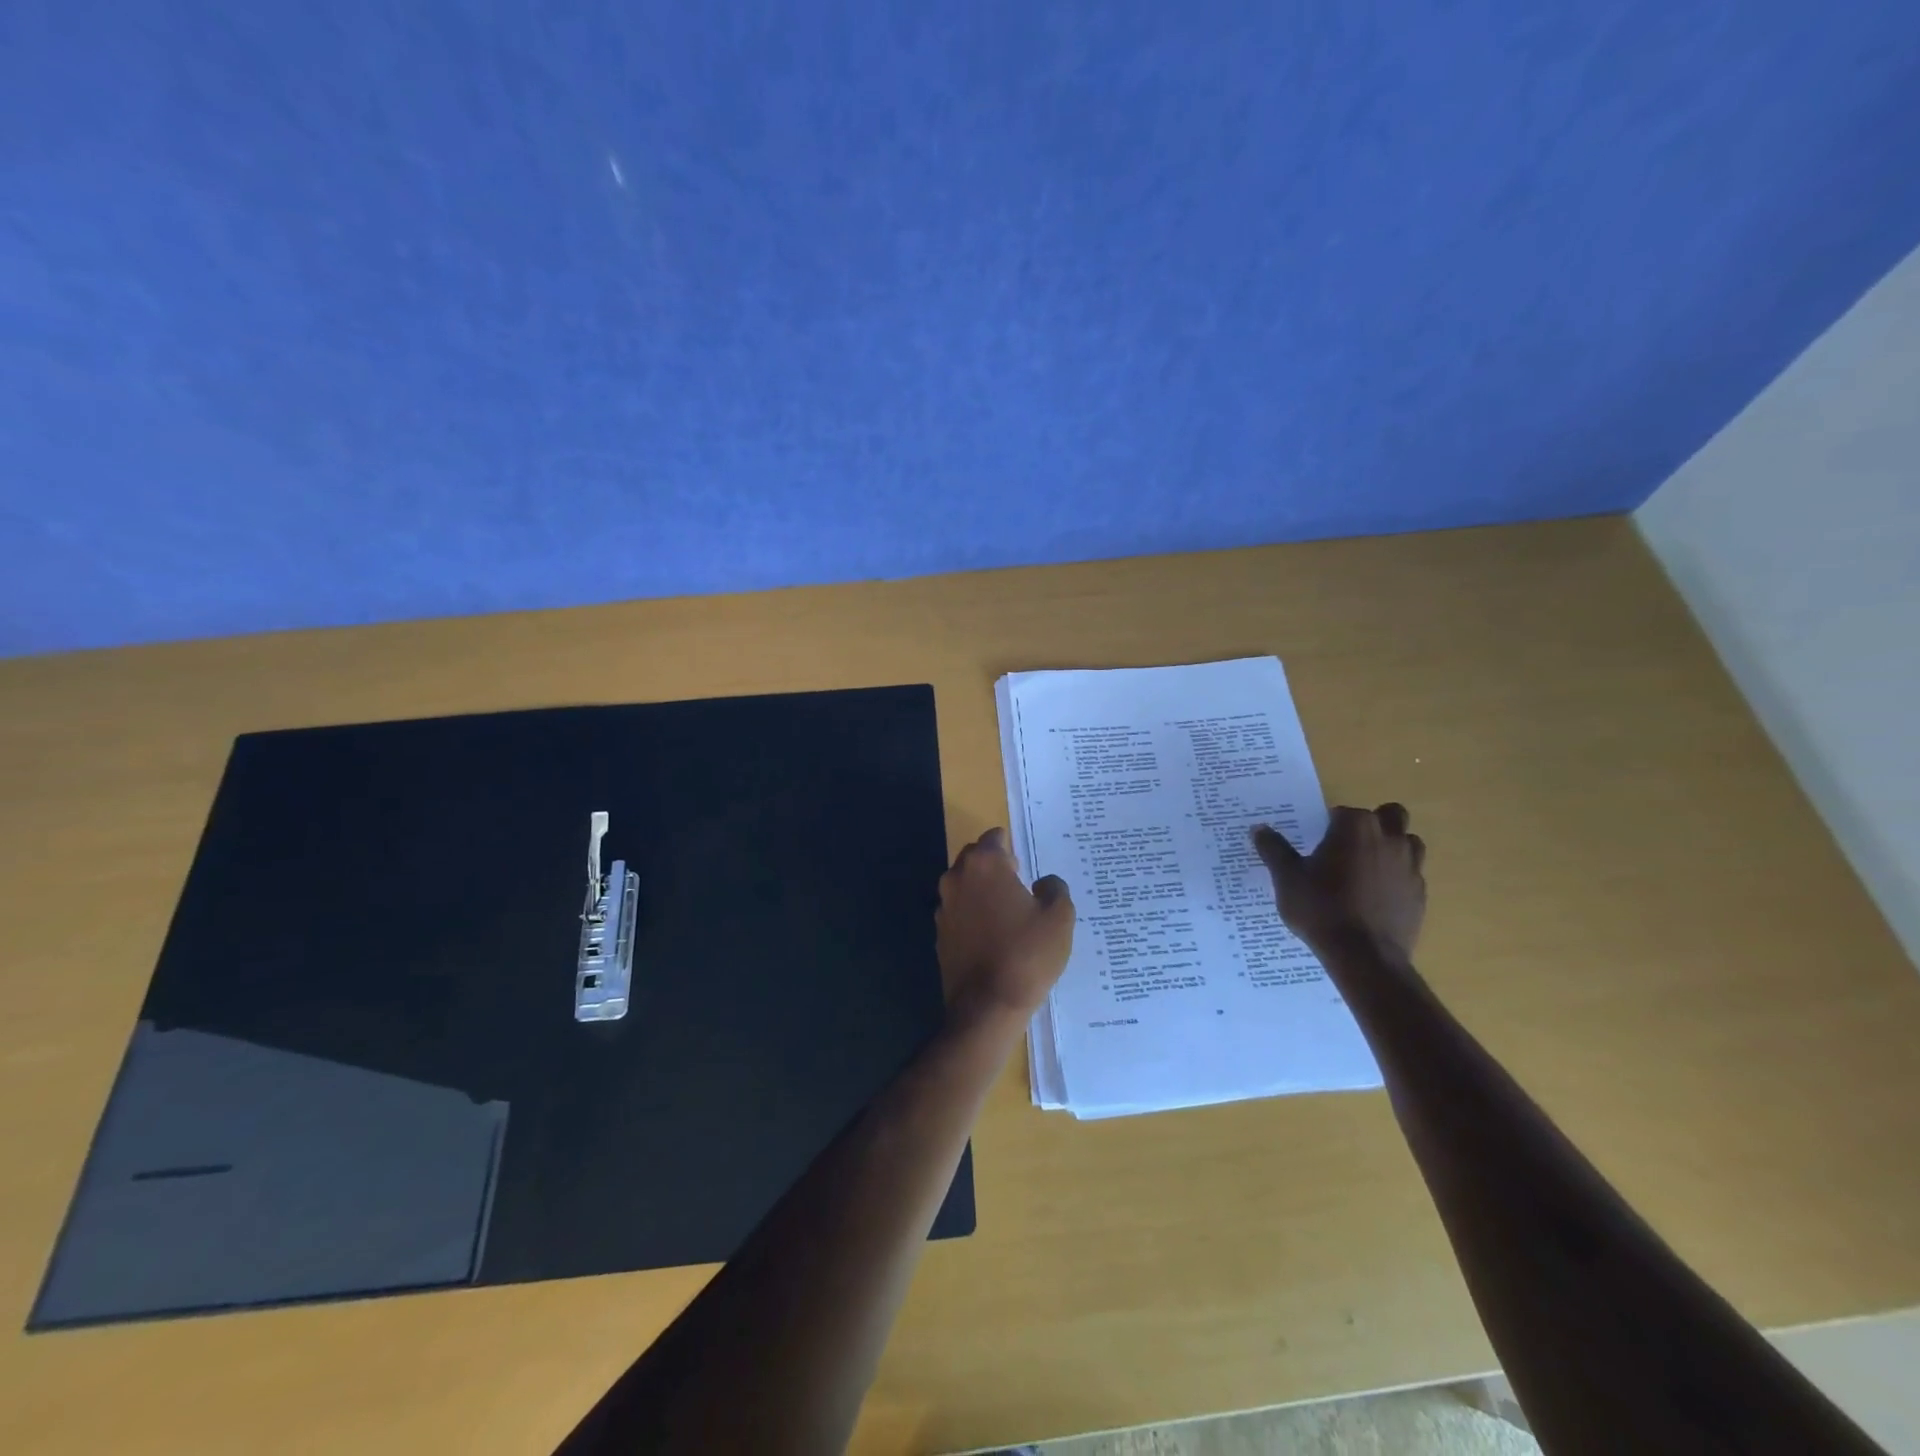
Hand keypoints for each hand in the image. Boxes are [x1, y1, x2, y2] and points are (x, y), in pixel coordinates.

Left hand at [935, 828, 1075, 1026]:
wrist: (987, 1006)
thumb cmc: (1027, 954)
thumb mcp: (1059, 917)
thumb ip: (1054, 888)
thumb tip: (1043, 883)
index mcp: (985, 865)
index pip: (994, 837)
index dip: (1011, 846)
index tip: (1025, 864)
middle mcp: (957, 878)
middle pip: (975, 858)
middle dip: (994, 866)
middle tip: (1019, 885)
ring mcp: (944, 907)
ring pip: (963, 885)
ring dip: (981, 891)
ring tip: (1007, 913)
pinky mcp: (939, 934)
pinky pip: (958, 913)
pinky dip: (972, 916)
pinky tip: (992, 936)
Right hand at [1253, 804, 1426, 959]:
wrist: (1363, 956)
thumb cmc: (1321, 908)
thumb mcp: (1287, 878)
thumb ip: (1274, 849)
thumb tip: (1259, 829)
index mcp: (1355, 827)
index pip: (1343, 812)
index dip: (1328, 824)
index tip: (1316, 841)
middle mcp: (1389, 839)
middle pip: (1389, 815)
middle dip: (1373, 823)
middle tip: (1347, 846)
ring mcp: (1411, 867)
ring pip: (1409, 843)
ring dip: (1391, 847)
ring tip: (1365, 868)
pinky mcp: (1420, 894)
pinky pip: (1411, 875)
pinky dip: (1396, 878)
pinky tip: (1375, 898)